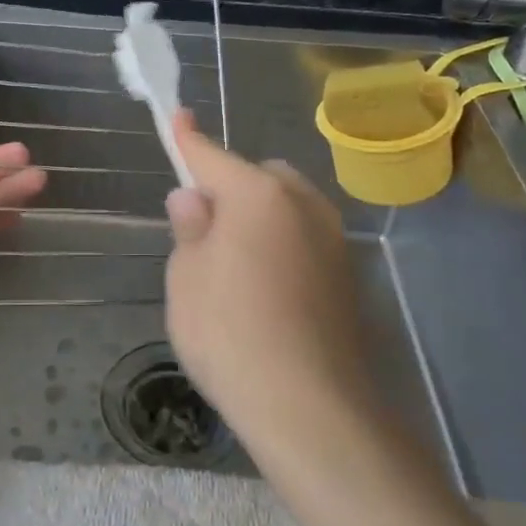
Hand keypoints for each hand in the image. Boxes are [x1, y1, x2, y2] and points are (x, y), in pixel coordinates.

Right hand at [163, 112, 371, 461]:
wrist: (311, 408)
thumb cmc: (230, 334)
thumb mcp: (186, 279)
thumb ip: (190, 229)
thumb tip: (194, 198)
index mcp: (258, 195)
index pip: (212, 157)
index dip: (189, 140)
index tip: (178, 117)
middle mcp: (303, 204)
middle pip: (259, 177)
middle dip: (232, 188)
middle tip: (204, 229)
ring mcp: (332, 239)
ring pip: (287, 208)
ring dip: (261, 217)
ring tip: (235, 265)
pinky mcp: (348, 276)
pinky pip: (304, 239)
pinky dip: (283, 246)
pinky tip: (267, 291)